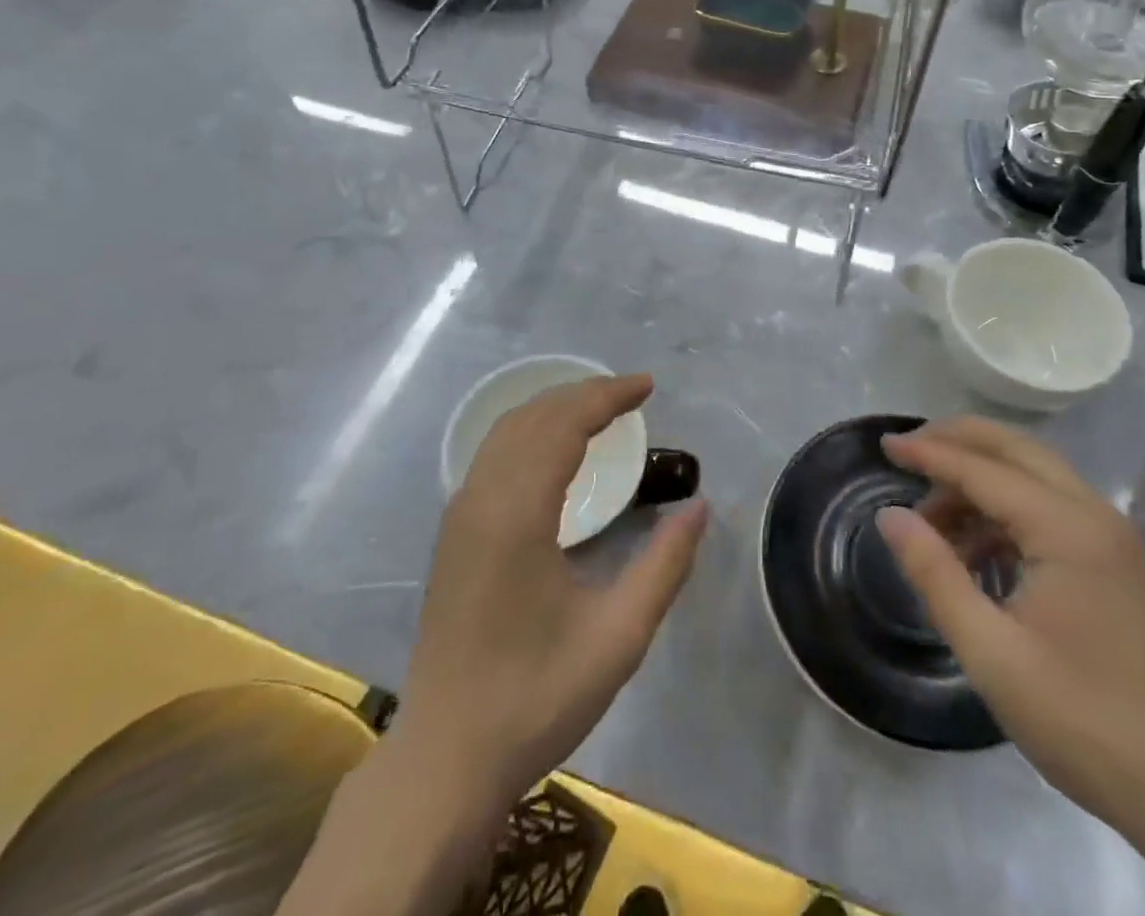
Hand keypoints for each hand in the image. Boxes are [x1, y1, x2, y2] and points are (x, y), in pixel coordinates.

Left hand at [397, 373, 708, 807]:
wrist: (446, 758)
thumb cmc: (535, 698)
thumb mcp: (618, 638)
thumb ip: (664, 566)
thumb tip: (698, 507)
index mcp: (517, 514)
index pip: (563, 424)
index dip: (607, 396)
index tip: (648, 386)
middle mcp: (481, 498)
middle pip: (533, 417)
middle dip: (583, 394)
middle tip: (632, 394)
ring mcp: (459, 514)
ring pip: (506, 431)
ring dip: (554, 409)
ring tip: (600, 410)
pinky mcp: (453, 533)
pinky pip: (493, 454)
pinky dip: (530, 432)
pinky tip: (555, 450)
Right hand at [876, 417, 1144, 842]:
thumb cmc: (1082, 720)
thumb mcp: (990, 652)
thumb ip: (935, 574)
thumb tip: (890, 515)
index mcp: (1067, 529)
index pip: (982, 469)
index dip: (929, 453)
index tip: (883, 446)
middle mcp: (1094, 516)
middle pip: (1016, 449)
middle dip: (958, 440)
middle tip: (907, 449)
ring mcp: (1112, 538)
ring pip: (1035, 474)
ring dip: (980, 476)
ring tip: (930, 511)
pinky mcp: (1116, 563)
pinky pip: (1050, 507)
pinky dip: (1004, 507)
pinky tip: (974, 546)